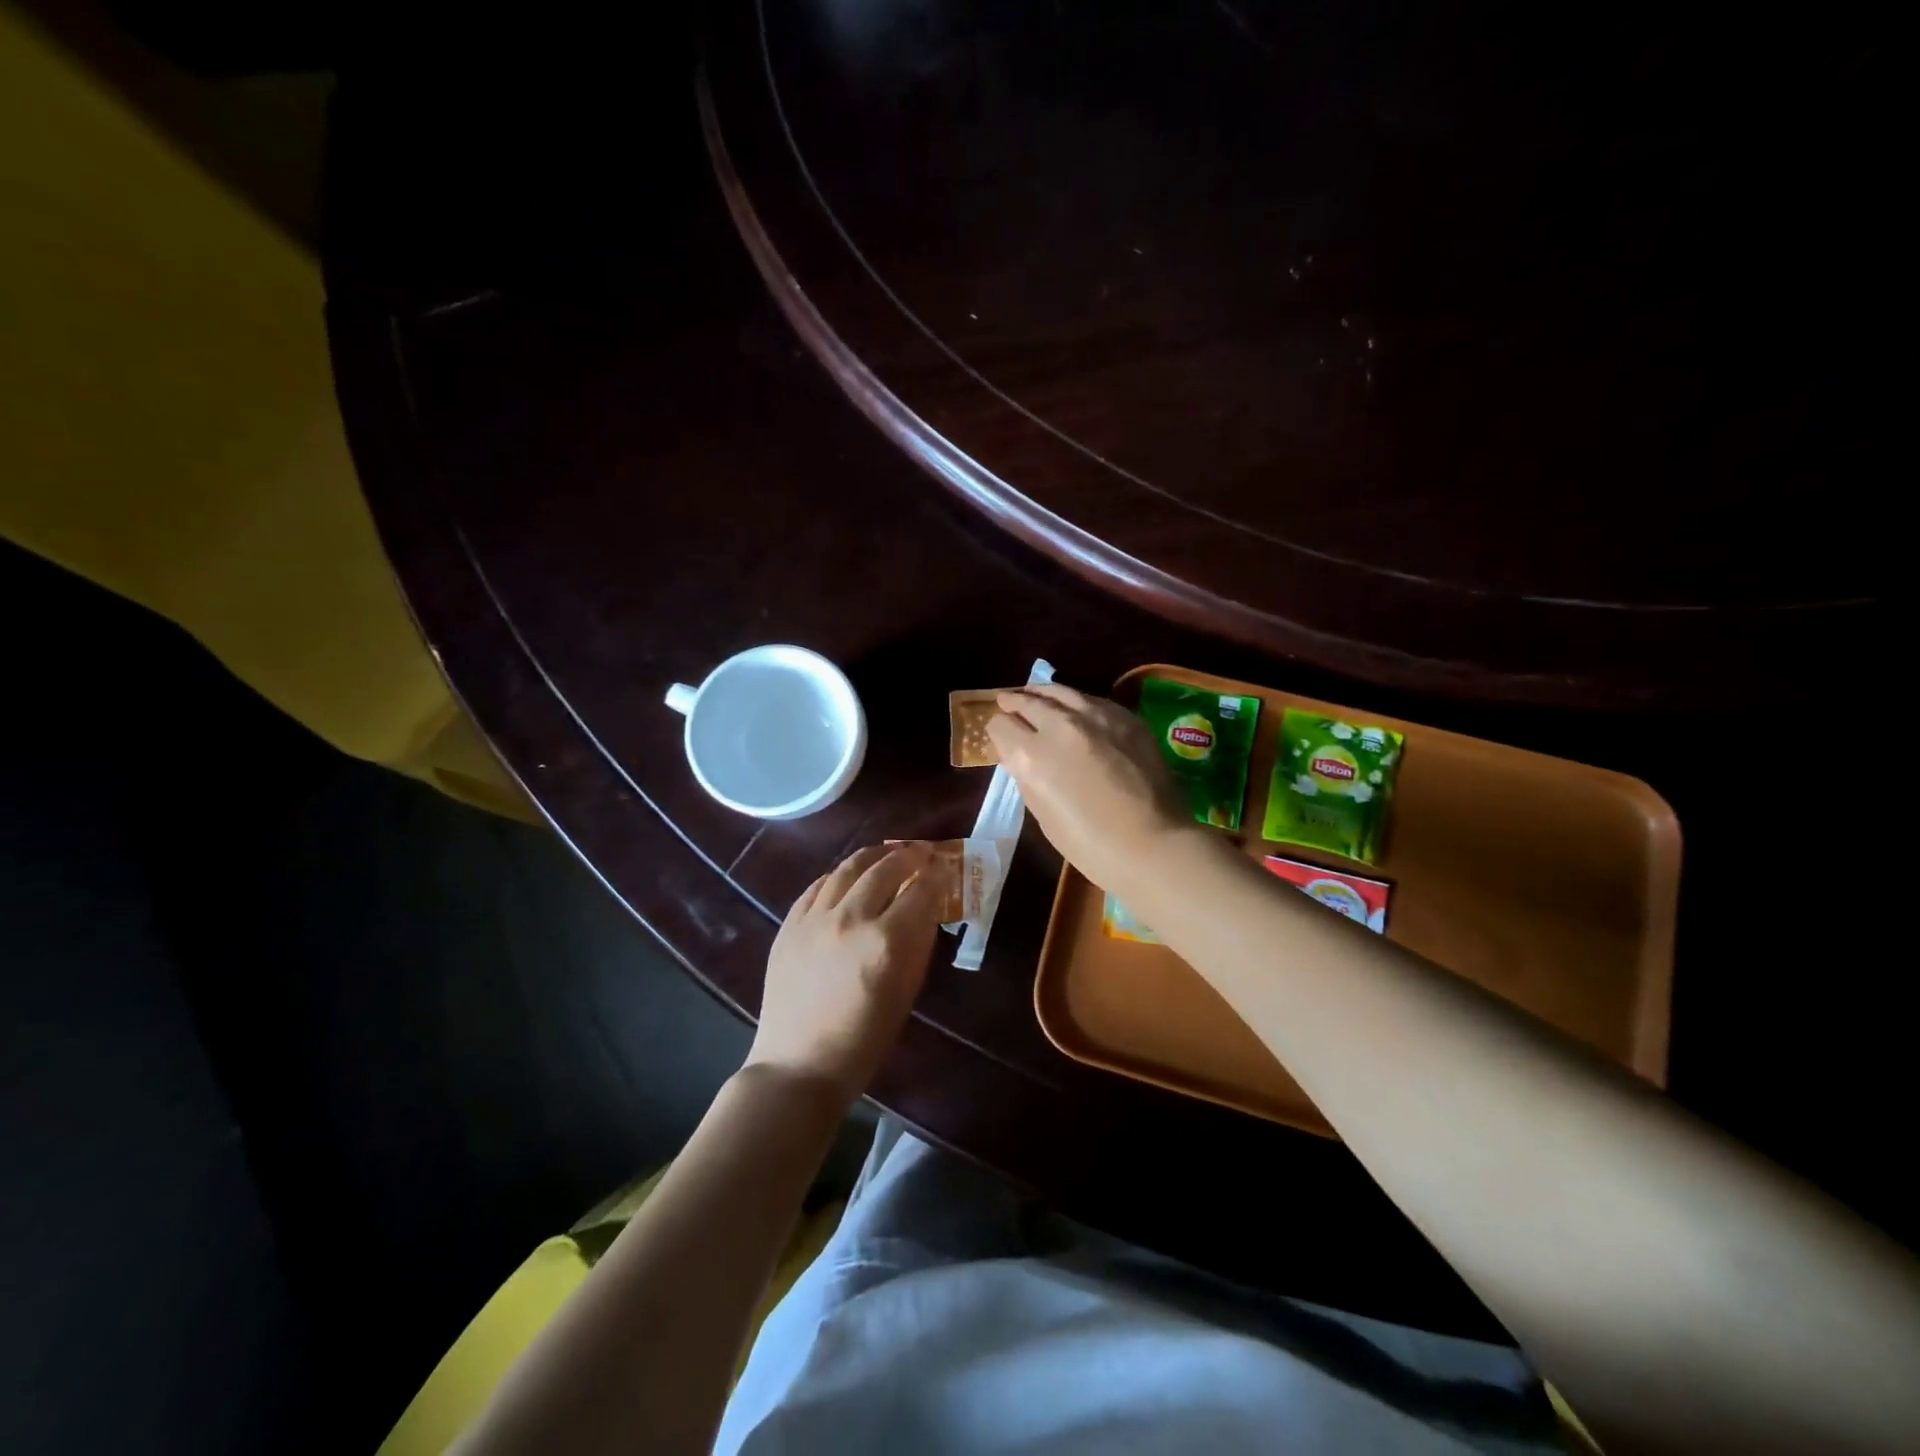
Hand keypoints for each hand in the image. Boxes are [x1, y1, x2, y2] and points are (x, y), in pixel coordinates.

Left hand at [746, 843, 943, 1103]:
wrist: (799, 1064)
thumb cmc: (864, 1040)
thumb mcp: (906, 992)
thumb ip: (919, 943)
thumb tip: (928, 906)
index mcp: (886, 941)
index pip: (921, 890)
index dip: (938, 875)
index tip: (945, 869)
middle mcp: (850, 919)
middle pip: (885, 868)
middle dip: (909, 856)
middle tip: (921, 854)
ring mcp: (814, 918)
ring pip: (848, 868)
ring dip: (873, 856)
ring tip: (887, 853)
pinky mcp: (789, 924)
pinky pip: (817, 885)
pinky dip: (839, 875)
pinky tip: (848, 877)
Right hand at [987, 683, 1197, 896]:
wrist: (1153, 844)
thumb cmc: (1090, 844)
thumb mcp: (1042, 813)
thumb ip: (1026, 776)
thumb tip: (1019, 756)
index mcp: (1033, 755)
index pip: (1001, 726)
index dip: (997, 731)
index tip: (1000, 737)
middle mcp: (1061, 725)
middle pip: (1028, 701)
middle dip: (1014, 703)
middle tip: (1007, 702)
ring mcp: (1097, 716)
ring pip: (1061, 691)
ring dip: (1044, 694)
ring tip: (1036, 695)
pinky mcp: (1126, 717)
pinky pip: (1092, 700)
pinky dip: (1077, 703)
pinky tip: (1076, 709)